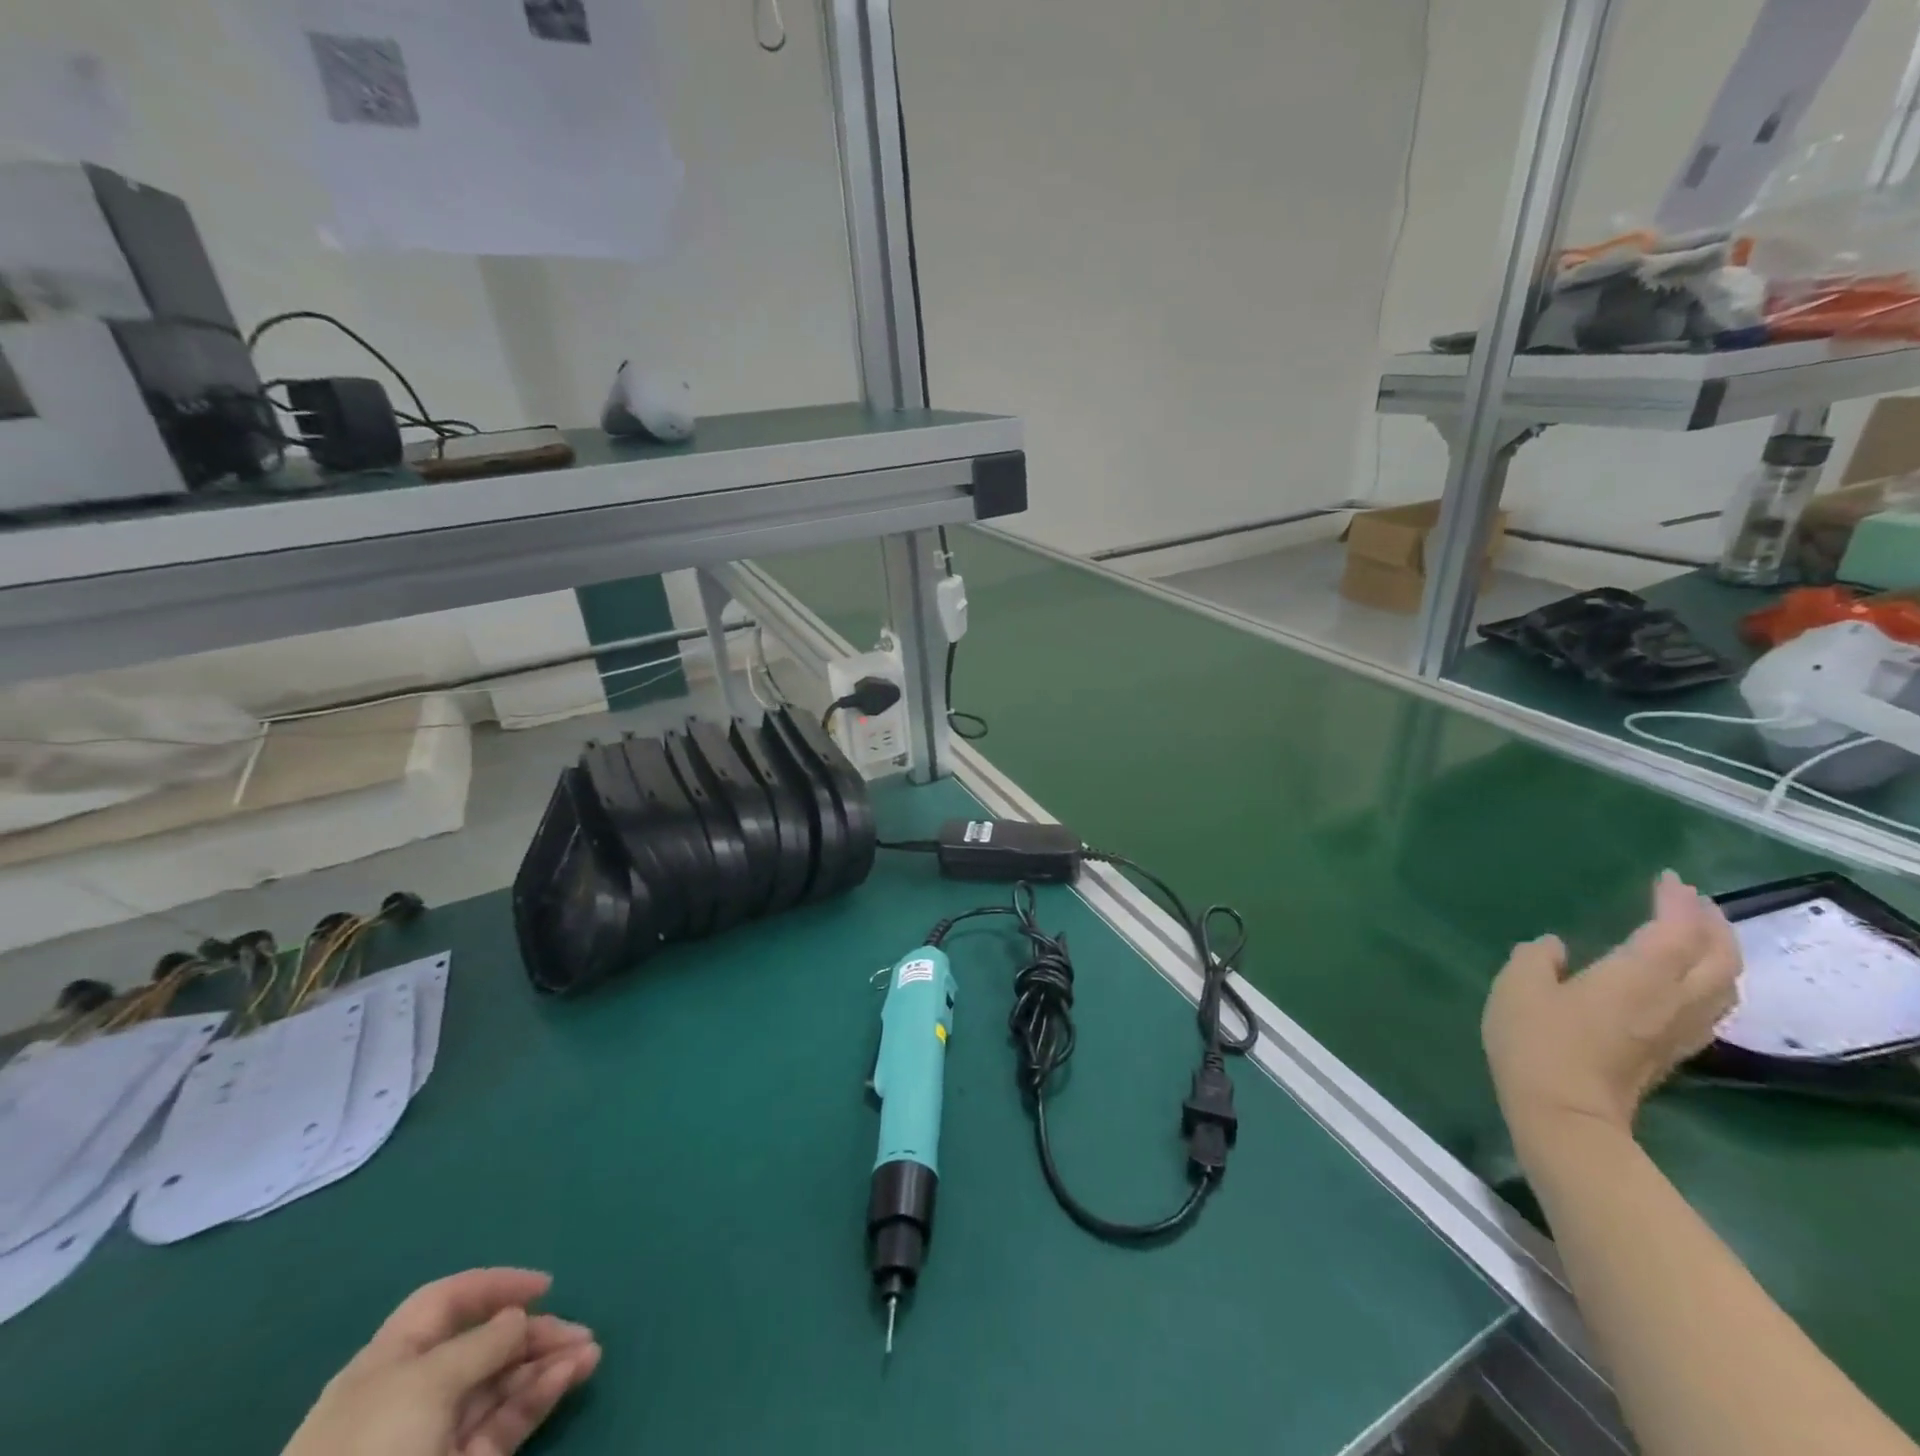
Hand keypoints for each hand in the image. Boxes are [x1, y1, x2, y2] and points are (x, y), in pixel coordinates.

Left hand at [282, 1268, 600, 1455]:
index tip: (544, 1286)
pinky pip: (504, 1423)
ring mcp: (435, 1438)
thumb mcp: (424, 1384)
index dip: (493, 1287)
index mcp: (389, 1363)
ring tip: (590, 1352)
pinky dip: (539, 1397)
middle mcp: (412, 1395)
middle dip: (533, 1333)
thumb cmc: (371, 1450)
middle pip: (482, 1346)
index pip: (444, 1304)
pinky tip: (570, 1376)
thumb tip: (516, 1317)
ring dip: (547, 1364)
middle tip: (579, 1331)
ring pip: (501, 1386)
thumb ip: (480, 1344)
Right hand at [1483, 870, 1739, 1143]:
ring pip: (1724, 984)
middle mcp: (1672, 999)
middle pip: (1719, 957)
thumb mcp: (1517, 987)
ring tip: (1696, 934)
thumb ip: (1536, 958)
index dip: (1676, 901)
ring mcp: (1678, 1029)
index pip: (1675, 930)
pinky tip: (1686, 978)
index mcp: (1636, 976)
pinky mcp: (1673, 1051)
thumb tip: (1555, 947)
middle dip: (1712, 923)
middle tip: (1690, 900)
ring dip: (1719, 952)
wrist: (1564, 1114)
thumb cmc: (1536, 1041)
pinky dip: (1709, 980)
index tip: (1666, 878)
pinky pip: (1711, 1006)